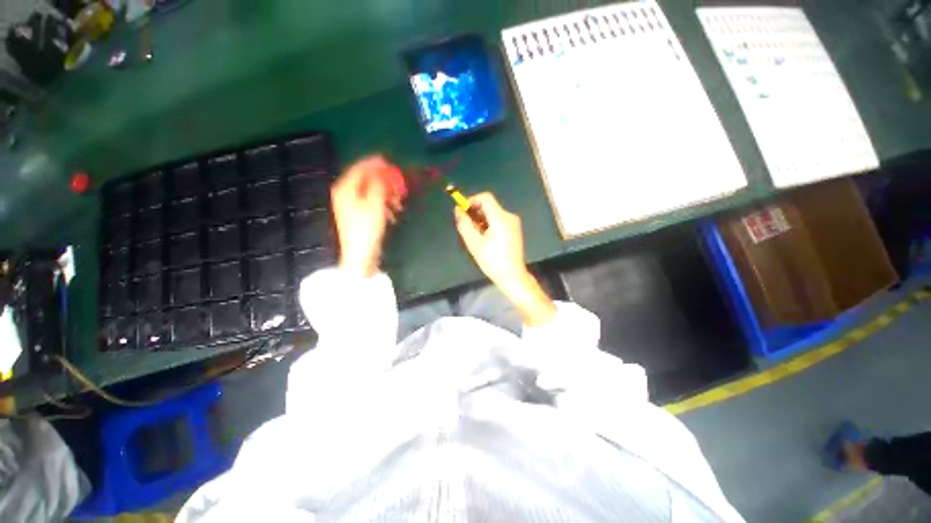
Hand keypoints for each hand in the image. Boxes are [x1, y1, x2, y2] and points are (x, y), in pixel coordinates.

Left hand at [331, 156, 403, 277]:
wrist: (360, 254)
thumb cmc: (367, 228)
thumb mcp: (375, 204)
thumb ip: (378, 183)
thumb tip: (381, 168)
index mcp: (345, 187)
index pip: (360, 167)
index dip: (376, 164)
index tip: (392, 163)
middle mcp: (345, 193)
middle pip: (366, 179)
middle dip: (385, 182)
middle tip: (399, 187)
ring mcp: (351, 204)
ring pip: (371, 191)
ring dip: (387, 195)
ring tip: (399, 204)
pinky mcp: (358, 214)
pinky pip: (372, 202)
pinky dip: (384, 205)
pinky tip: (393, 214)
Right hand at [455, 193, 555, 325]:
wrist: (512, 276)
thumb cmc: (492, 261)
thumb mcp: (474, 243)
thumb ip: (464, 224)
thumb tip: (458, 210)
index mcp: (501, 218)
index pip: (485, 198)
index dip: (471, 201)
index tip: (462, 211)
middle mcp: (509, 216)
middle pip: (489, 206)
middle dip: (475, 212)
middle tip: (466, 226)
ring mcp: (513, 223)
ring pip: (493, 214)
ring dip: (481, 220)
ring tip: (474, 235)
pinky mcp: (514, 230)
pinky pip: (498, 220)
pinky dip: (488, 224)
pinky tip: (484, 238)